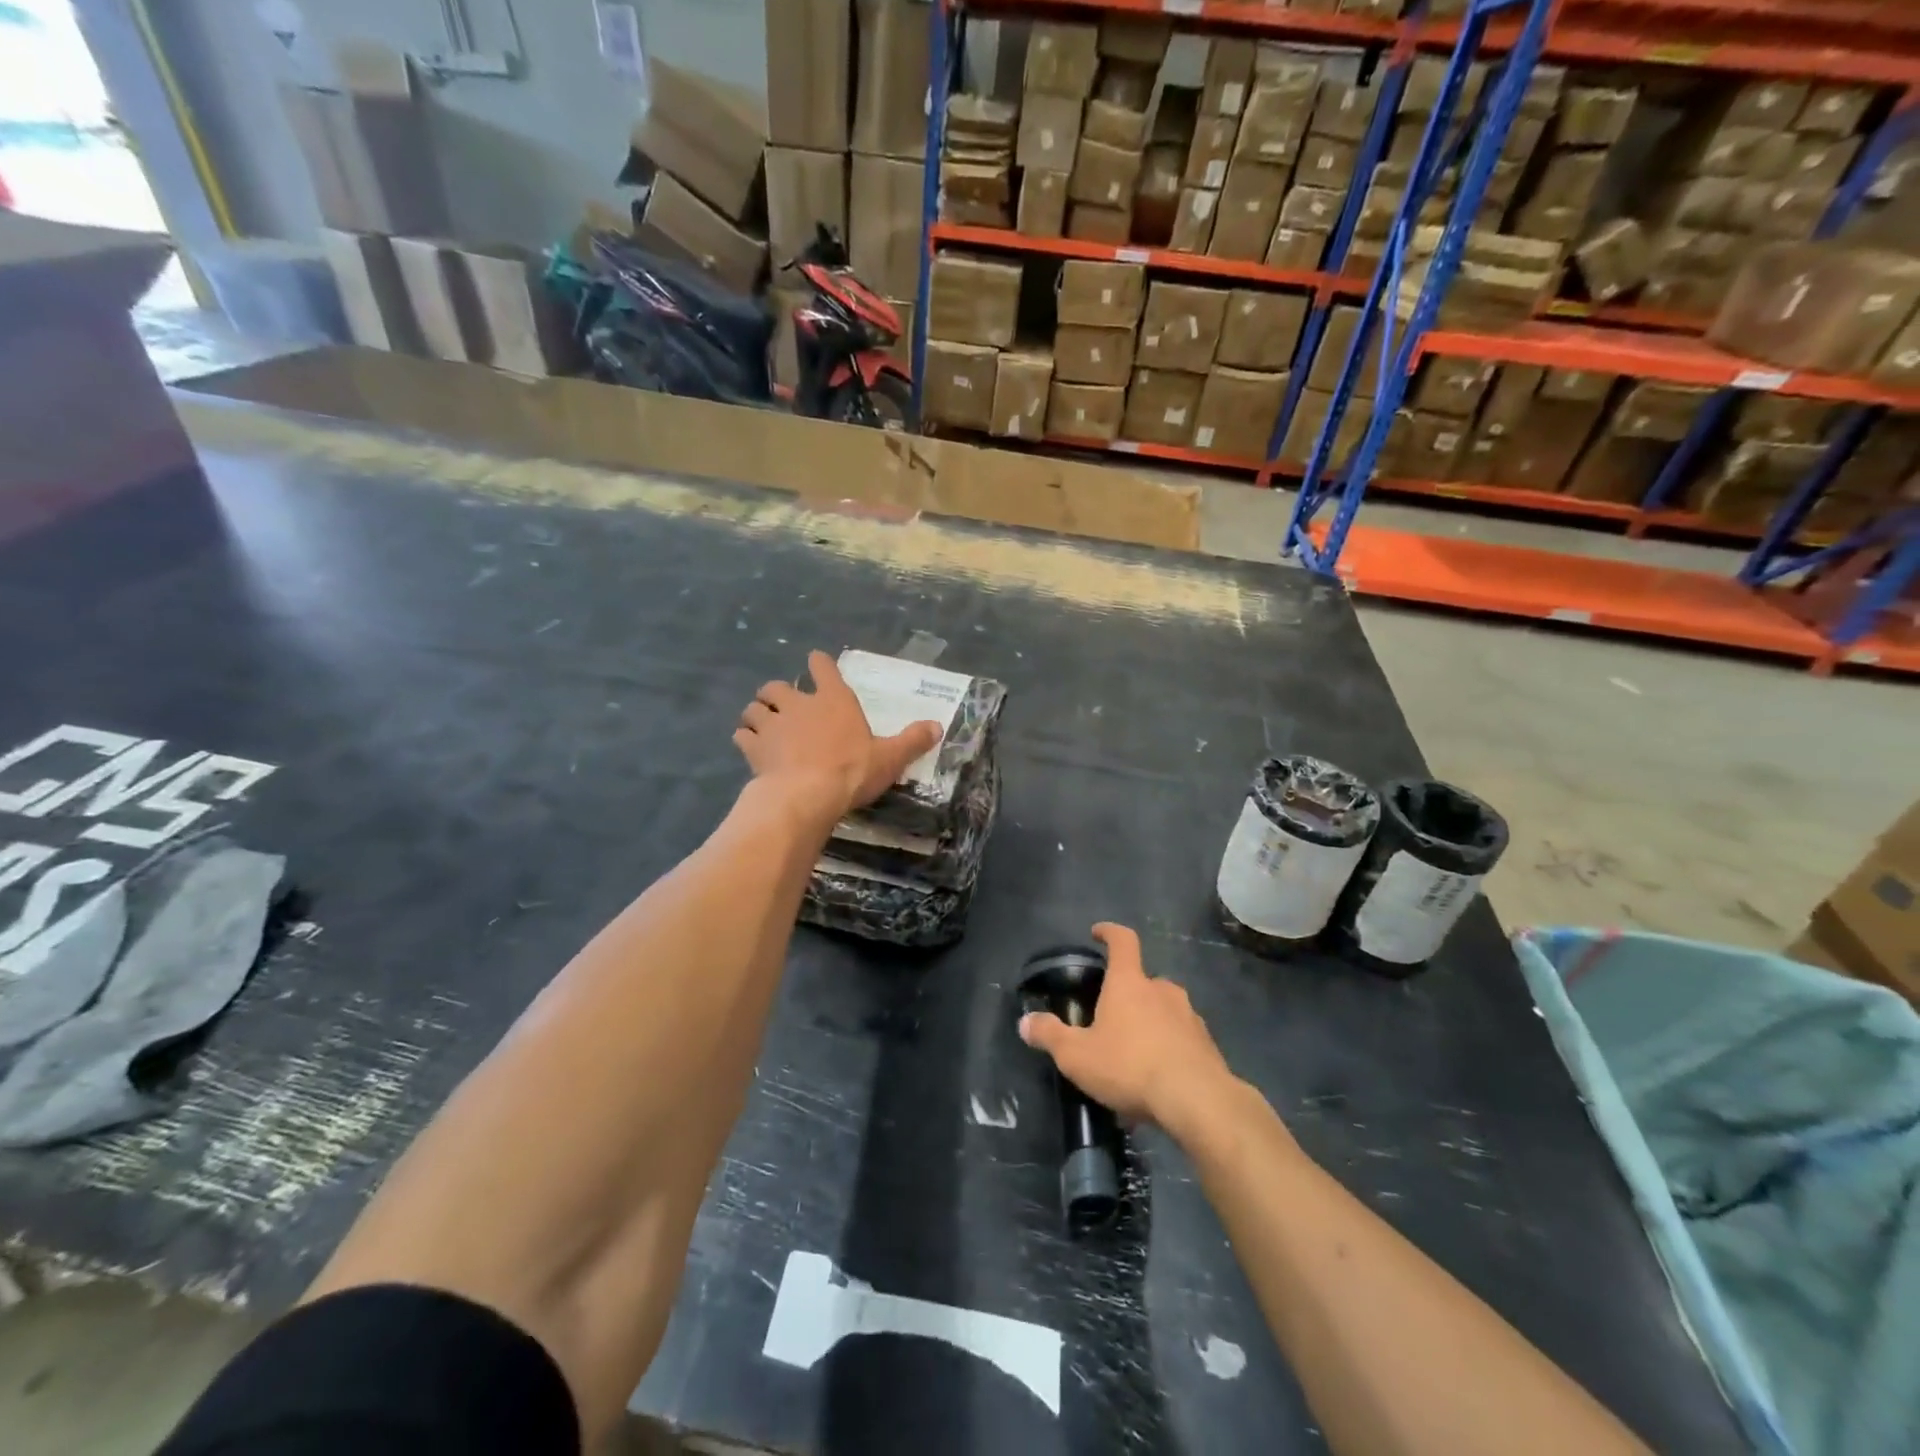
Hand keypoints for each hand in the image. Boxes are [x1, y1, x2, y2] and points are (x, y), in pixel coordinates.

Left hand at [735, 650, 941, 821]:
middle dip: (777, 692)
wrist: (807, 796)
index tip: (817, 665)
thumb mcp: (890, 757)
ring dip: (757, 714)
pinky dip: (745, 738)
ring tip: (762, 724)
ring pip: (754, 708)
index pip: (822, 666)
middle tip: (784, 705)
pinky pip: (742, 735)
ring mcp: (772, 725)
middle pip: (777, 686)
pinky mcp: (754, 748)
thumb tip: (937, 726)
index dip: (818, 664)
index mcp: (834, 700)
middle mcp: (799, 705)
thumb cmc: (852, 771)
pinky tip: (751, 747)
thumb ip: (912, 740)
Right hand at [1021, 923, 1236, 1132]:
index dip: (1109, 932)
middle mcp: (1162, 990)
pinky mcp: (1207, 1045)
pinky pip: (1181, 1040)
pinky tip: (1156, 1082)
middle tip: (1110, 1019)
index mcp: (1130, 983)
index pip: (1123, 941)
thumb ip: (1050, 1035)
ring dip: (1149, 1024)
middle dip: (1128, 995)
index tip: (1098, 932)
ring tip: (1133, 1058)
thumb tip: (1025, 1022)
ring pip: (1164, 1011)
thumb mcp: (1077, 1055)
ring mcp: (1189, 1016)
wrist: (1198, 1101)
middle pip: (1143, 981)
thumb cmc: (1130, 1066)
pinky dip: (1168, 1051)